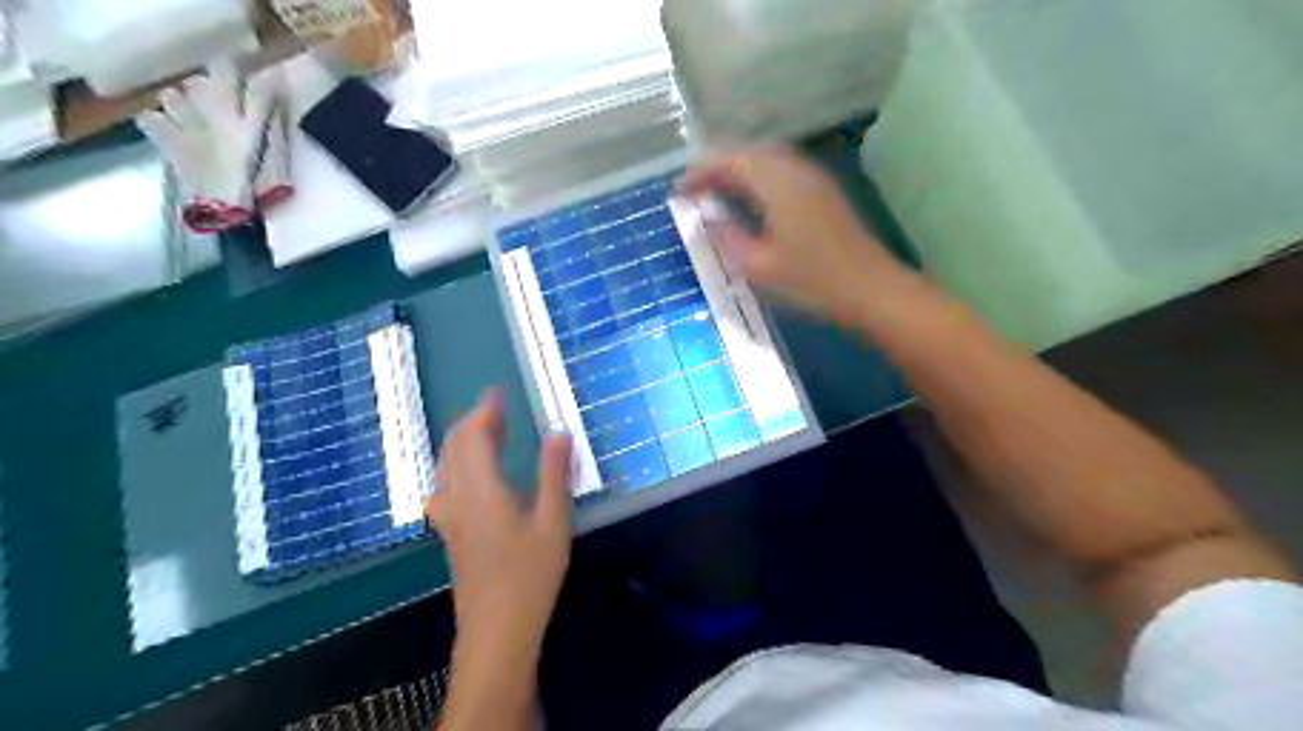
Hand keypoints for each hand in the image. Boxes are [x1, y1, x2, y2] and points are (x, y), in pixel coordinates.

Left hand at [426, 392, 571, 657]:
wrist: (496, 630)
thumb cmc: (529, 575)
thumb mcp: (553, 522)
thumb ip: (554, 473)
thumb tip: (560, 432)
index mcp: (482, 489)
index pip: (473, 437)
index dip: (484, 411)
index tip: (497, 392)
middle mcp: (457, 497)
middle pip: (452, 447)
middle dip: (471, 422)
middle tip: (497, 409)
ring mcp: (449, 517)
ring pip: (444, 466)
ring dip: (461, 442)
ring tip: (487, 433)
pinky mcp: (450, 533)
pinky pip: (445, 485)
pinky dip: (456, 464)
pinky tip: (470, 475)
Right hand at [682, 147, 909, 320]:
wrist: (871, 290)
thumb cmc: (812, 280)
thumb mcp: (759, 266)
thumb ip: (727, 239)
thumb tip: (707, 223)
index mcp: (777, 182)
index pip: (731, 160)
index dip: (700, 172)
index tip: (679, 192)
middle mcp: (796, 170)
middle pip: (750, 153)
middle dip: (718, 167)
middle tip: (696, 191)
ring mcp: (814, 179)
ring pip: (768, 161)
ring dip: (740, 171)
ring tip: (718, 194)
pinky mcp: (824, 194)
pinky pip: (783, 173)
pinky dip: (759, 179)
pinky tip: (752, 203)